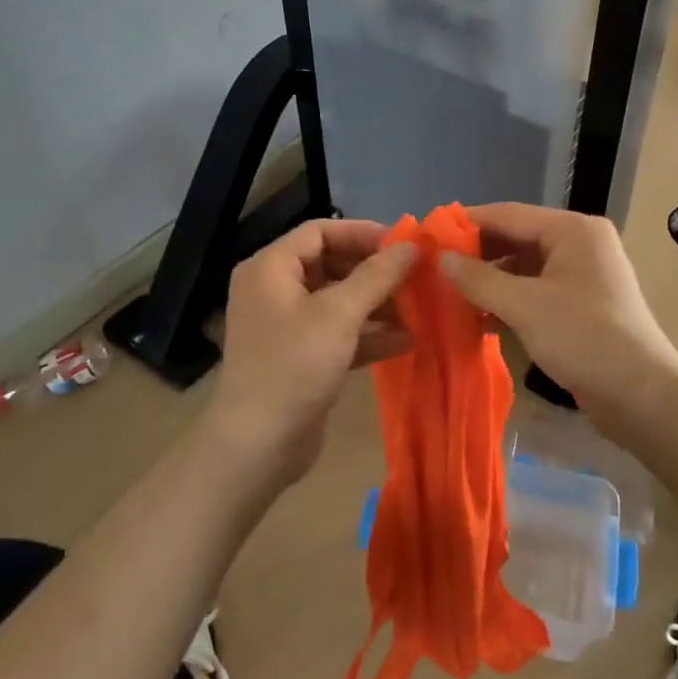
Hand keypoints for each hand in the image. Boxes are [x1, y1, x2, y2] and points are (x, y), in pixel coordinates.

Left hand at [208, 219, 416, 485]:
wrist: (257, 445)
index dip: (362, 234)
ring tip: (420, 308)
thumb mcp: (338, 315)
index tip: (404, 245)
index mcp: (270, 268)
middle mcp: (275, 290)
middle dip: (374, 272)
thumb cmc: (294, 366)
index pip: (319, 232)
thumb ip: (376, 276)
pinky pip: (338, 333)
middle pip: (331, 265)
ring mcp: (287, 326)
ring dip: (377, 304)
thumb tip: (412, 246)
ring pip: (338, 301)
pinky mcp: (301, 357)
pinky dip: (368, 335)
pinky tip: (407, 340)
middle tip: (416, 277)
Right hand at [440, 204, 677, 419]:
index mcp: (572, 230)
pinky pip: (535, 291)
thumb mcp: (524, 306)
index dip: (467, 224)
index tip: (428, 234)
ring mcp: (581, 275)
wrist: (641, 395)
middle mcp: (579, 244)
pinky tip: (478, 316)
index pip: (508, 214)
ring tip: (448, 293)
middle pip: (516, 238)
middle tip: (433, 268)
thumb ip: (478, 279)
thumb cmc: (583, 338)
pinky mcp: (580, 305)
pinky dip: (508, 300)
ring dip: (489, 280)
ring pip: (523, 267)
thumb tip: (440, 259)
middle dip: (477, 254)